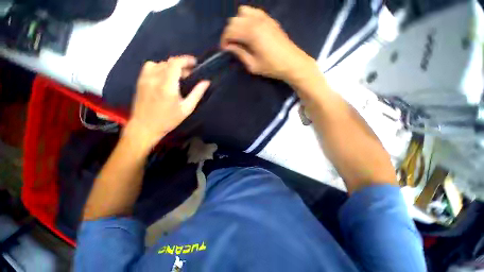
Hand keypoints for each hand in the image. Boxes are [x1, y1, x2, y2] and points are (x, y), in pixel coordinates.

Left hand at [124, 56, 209, 148]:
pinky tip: (164, 77)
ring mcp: (145, 78)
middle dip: (181, 66)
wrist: (145, 126)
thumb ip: (197, 94)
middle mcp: (155, 78)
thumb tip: (206, 82)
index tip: (195, 63)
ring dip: (171, 67)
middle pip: (169, 63)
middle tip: (189, 75)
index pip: (175, 63)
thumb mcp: (186, 109)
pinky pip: (150, 67)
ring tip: (177, 76)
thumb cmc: (168, 120)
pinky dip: (160, 68)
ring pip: (160, 63)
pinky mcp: (140, 80)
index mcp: (167, 86)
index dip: (186, 60)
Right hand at [220, 6, 315, 81]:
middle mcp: (255, 21)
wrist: (291, 62)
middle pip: (234, 20)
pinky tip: (249, 29)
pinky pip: (253, 11)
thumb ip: (240, 54)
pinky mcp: (269, 19)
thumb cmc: (272, 67)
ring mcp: (263, 17)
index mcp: (251, 33)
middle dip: (229, 33)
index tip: (225, 49)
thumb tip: (230, 47)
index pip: (230, 31)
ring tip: (240, 37)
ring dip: (238, 24)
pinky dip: (247, 18)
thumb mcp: (253, 65)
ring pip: (242, 13)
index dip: (224, 40)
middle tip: (232, 45)